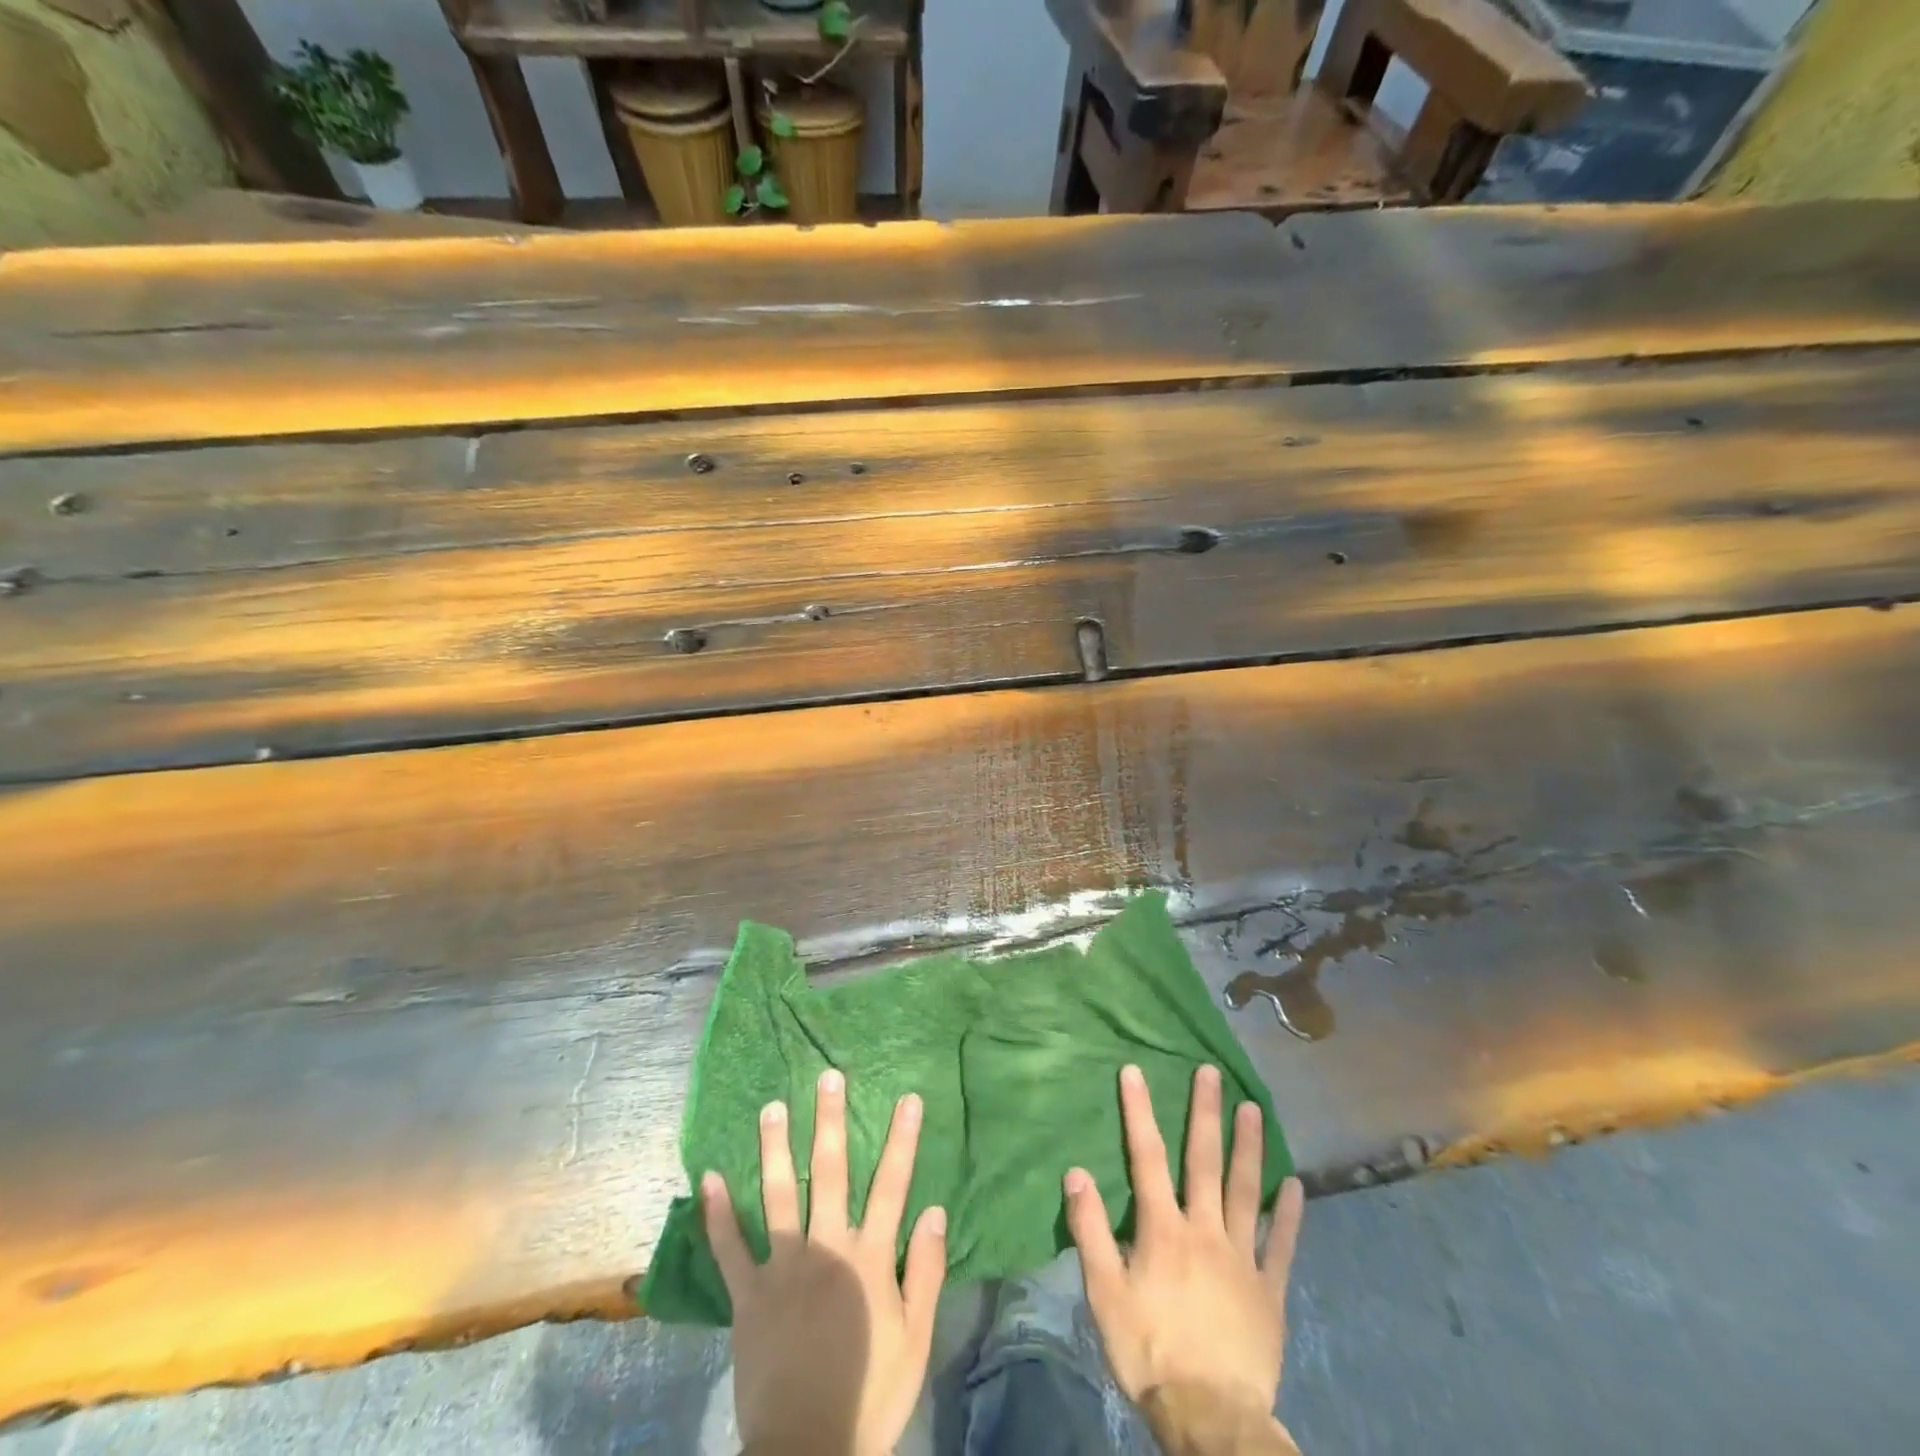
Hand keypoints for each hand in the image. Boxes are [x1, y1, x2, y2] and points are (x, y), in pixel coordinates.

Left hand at [702, 1069, 947, 1455]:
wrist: (808, 1455)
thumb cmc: (870, 1395)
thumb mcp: (915, 1340)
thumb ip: (924, 1272)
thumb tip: (933, 1209)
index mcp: (869, 1259)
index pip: (892, 1186)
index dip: (902, 1140)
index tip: (908, 1098)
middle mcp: (827, 1249)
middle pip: (832, 1173)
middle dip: (831, 1121)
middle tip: (827, 1077)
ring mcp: (783, 1269)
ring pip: (780, 1196)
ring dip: (776, 1148)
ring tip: (772, 1107)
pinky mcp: (748, 1297)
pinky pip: (729, 1249)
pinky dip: (717, 1214)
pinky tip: (709, 1177)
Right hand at [1065, 1064, 1304, 1427]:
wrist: (1211, 1420)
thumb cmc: (1150, 1352)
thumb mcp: (1105, 1295)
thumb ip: (1090, 1231)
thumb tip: (1075, 1172)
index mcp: (1163, 1230)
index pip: (1146, 1158)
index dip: (1139, 1112)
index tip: (1134, 1071)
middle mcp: (1204, 1230)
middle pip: (1203, 1161)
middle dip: (1205, 1113)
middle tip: (1211, 1073)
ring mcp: (1242, 1259)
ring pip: (1245, 1191)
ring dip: (1247, 1147)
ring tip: (1252, 1108)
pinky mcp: (1269, 1292)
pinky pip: (1280, 1246)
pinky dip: (1287, 1214)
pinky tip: (1294, 1185)